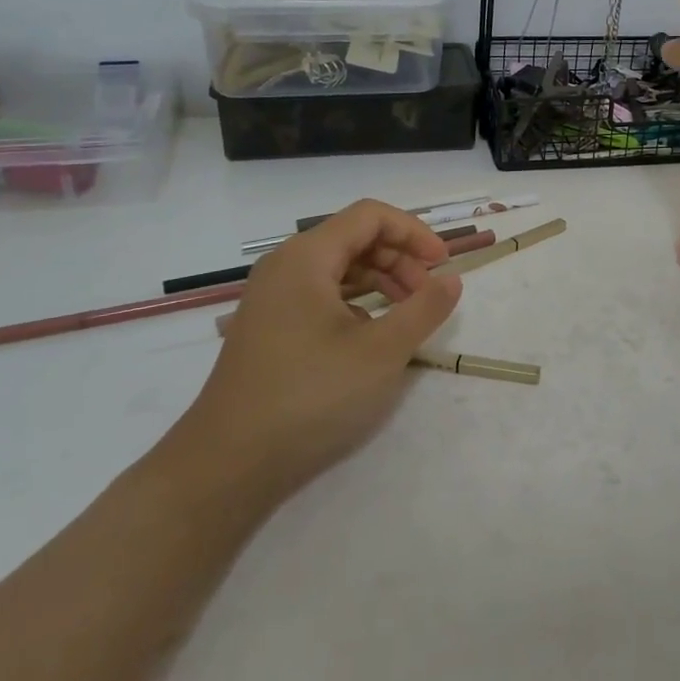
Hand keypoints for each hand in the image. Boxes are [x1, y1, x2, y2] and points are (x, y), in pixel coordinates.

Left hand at [163, 200, 461, 509]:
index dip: (414, 232)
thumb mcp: (381, 352)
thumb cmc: (310, 397)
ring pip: (338, 267)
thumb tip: (451, 279)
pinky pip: (321, 294)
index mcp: (306, 257)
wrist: (228, 464)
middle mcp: (285, 266)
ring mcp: (272, 297)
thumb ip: (424, 308)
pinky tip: (371, 335)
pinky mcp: (270, 327)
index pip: (370, 216)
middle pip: (354, 238)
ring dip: (380, 280)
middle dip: (399, 258)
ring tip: (407, 314)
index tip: (443, 266)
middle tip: (428, 295)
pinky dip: (355, 302)